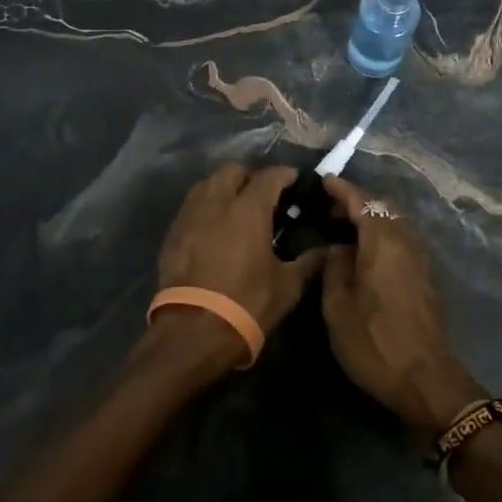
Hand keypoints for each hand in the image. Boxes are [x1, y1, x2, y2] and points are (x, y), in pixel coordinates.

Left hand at [156, 164, 324, 349]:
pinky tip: (213, 228)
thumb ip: (308, 262)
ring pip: (207, 184)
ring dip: (224, 188)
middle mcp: (217, 202)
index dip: (284, 175)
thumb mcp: (287, 286)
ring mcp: (190, 215)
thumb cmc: (247, 303)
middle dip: (250, 177)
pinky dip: (205, 208)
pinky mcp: (173, 232)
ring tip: (235, 208)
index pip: (269, 176)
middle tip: (262, 196)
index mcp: (248, 209)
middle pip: (233, 170)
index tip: (294, 181)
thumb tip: (328, 250)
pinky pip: (191, 207)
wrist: (193, 331)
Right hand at [318, 175, 484, 437]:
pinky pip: (401, 240)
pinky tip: (365, 252)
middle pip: (382, 207)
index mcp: (382, 240)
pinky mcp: (425, 276)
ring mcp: (420, 258)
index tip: (323, 180)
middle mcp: (405, 240)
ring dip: (371, 218)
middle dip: (357, 201)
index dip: (341, 189)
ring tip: (344, 227)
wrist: (426, 380)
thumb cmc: (375, 341)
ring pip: (395, 223)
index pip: (361, 200)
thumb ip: (334, 268)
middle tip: (330, 206)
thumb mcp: (338, 306)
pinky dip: (382, 234)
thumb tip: (336, 248)